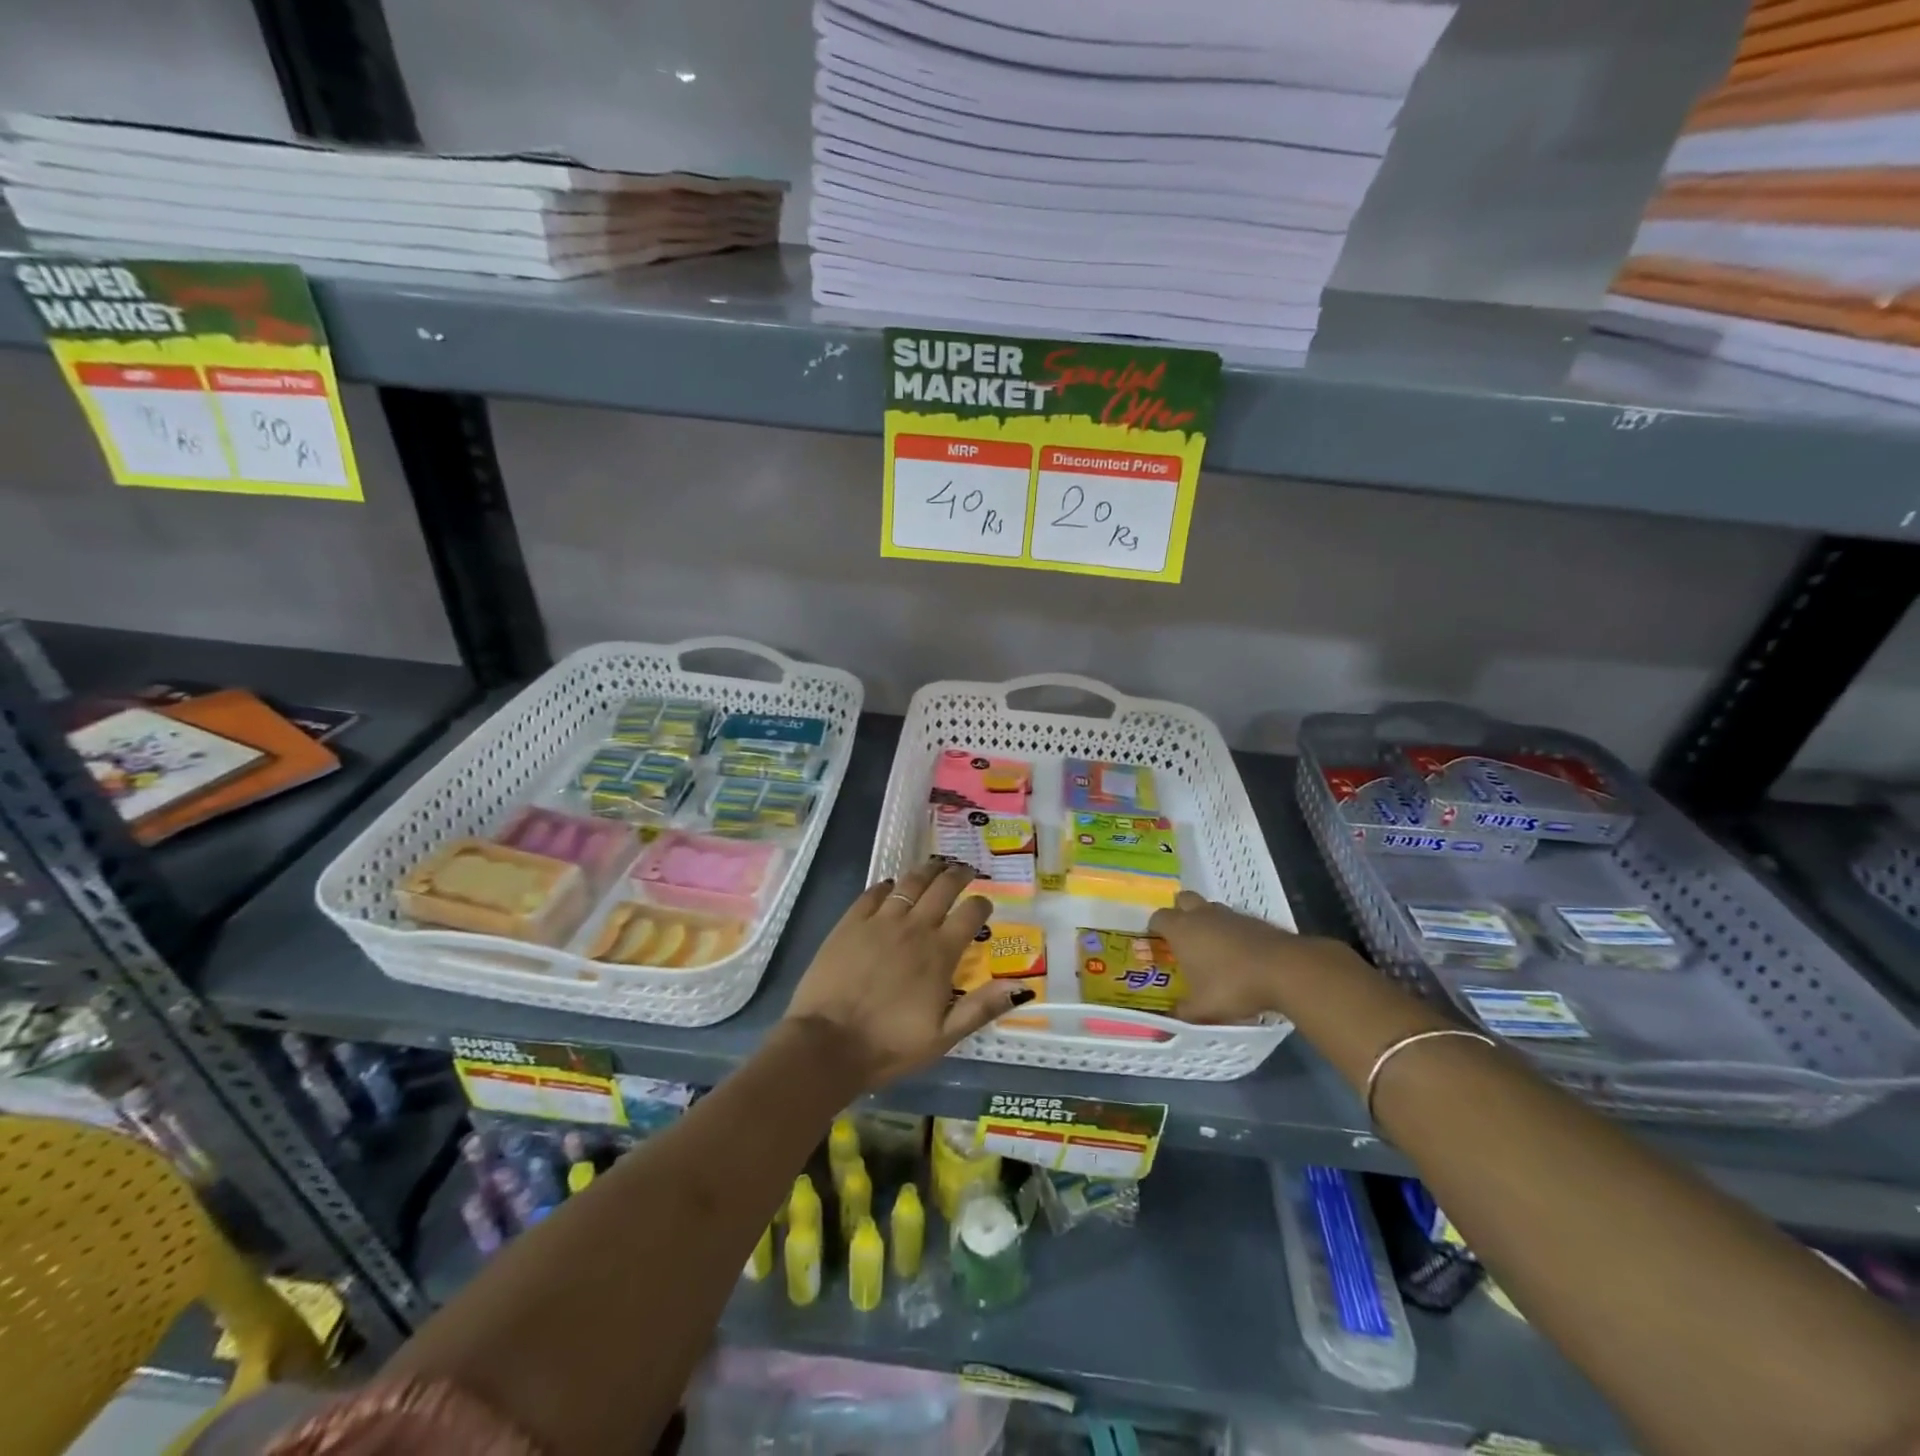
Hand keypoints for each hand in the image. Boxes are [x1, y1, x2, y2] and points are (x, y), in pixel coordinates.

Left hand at [784, 859, 1034, 1088]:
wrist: (827, 1044)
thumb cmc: (889, 1046)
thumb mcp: (943, 1037)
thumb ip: (982, 1008)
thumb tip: (1023, 987)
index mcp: (940, 954)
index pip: (970, 914)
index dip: (982, 904)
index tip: (985, 903)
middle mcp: (914, 928)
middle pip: (942, 888)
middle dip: (958, 875)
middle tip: (964, 871)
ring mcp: (879, 922)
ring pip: (909, 883)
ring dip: (926, 871)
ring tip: (935, 866)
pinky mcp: (850, 923)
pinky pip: (872, 893)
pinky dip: (886, 885)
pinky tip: (890, 885)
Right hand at [1148, 890, 1318, 1023]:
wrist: (1284, 970)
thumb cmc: (1232, 985)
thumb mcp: (1202, 1008)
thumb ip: (1183, 1012)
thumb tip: (1169, 1019)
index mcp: (1181, 929)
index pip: (1158, 917)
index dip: (1155, 928)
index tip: (1157, 943)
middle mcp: (1202, 915)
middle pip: (1183, 900)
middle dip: (1179, 913)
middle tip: (1181, 937)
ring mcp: (1230, 914)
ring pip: (1210, 908)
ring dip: (1206, 921)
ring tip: (1210, 947)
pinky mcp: (1254, 920)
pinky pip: (1234, 920)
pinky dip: (1231, 931)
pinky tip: (1238, 954)